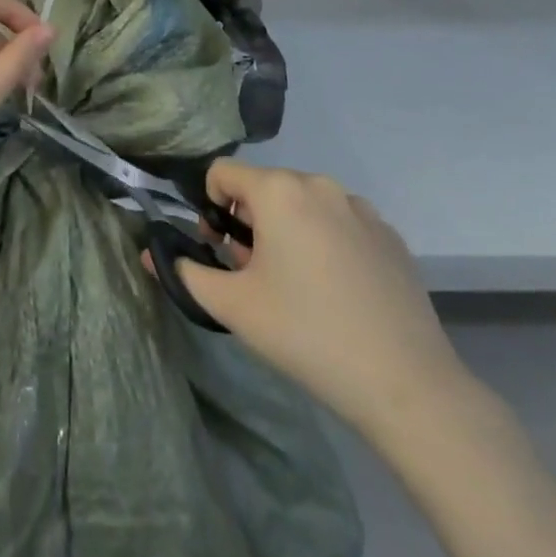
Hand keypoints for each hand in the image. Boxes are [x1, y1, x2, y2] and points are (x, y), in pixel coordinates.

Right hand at [169, 160, 468, 441]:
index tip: (222, 252)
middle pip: (264, 188)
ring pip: (303, 205)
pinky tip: (339, 292)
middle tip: (257, 277)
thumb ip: (185, 273)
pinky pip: (340, 223)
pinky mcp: (389, 235)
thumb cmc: (306, 334)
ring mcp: (360, 207)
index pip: (222, 173)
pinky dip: (327, 243)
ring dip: (288, 231)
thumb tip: (150, 254)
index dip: (210, 208)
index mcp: (278, 190)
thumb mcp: (234, 307)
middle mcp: (319, 184)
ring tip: (298, 287)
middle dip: (250, 222)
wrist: (405, 384)